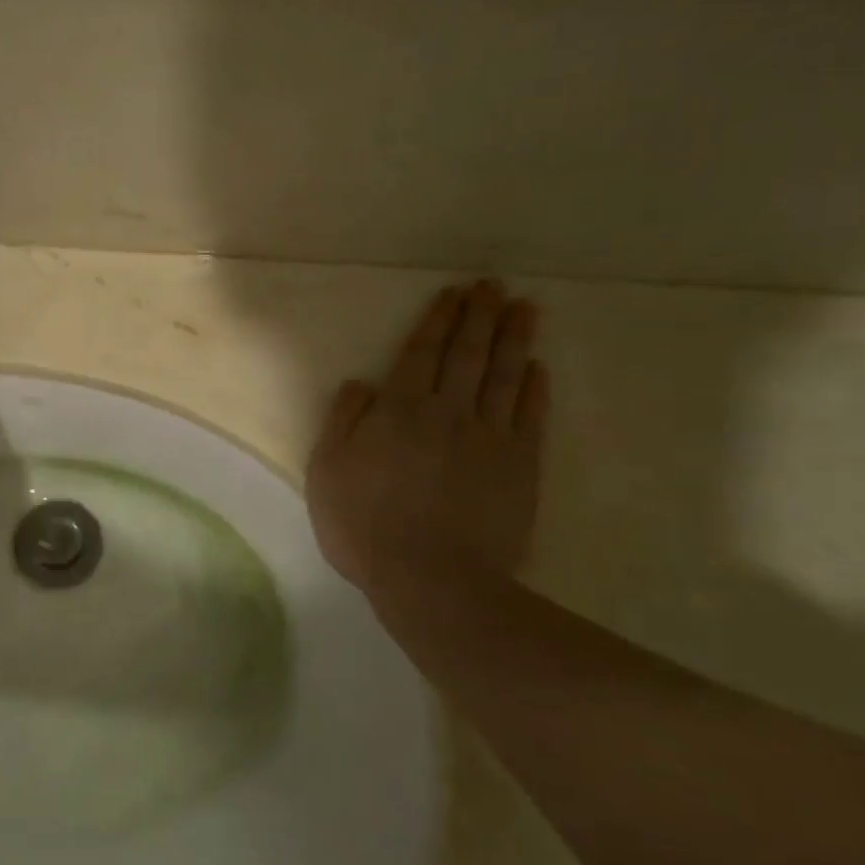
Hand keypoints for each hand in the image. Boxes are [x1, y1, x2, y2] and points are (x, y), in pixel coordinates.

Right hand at [306, 280, 547, 593]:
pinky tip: (538, 367)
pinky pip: (529, 416)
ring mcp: (489, 436)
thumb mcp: (327, 472)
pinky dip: (534, 388)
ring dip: (514, 338)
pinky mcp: (519, 465)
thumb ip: (343, 421)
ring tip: (524, 308)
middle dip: (479, 316)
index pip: (422, 353)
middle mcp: (448, 411)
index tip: (454, 292)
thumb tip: (361, 383)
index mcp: (400, 410)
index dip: (438, 320)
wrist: (431, 579)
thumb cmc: (365, 526)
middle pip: (467, 354)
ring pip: (503, 375)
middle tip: (493, 285)